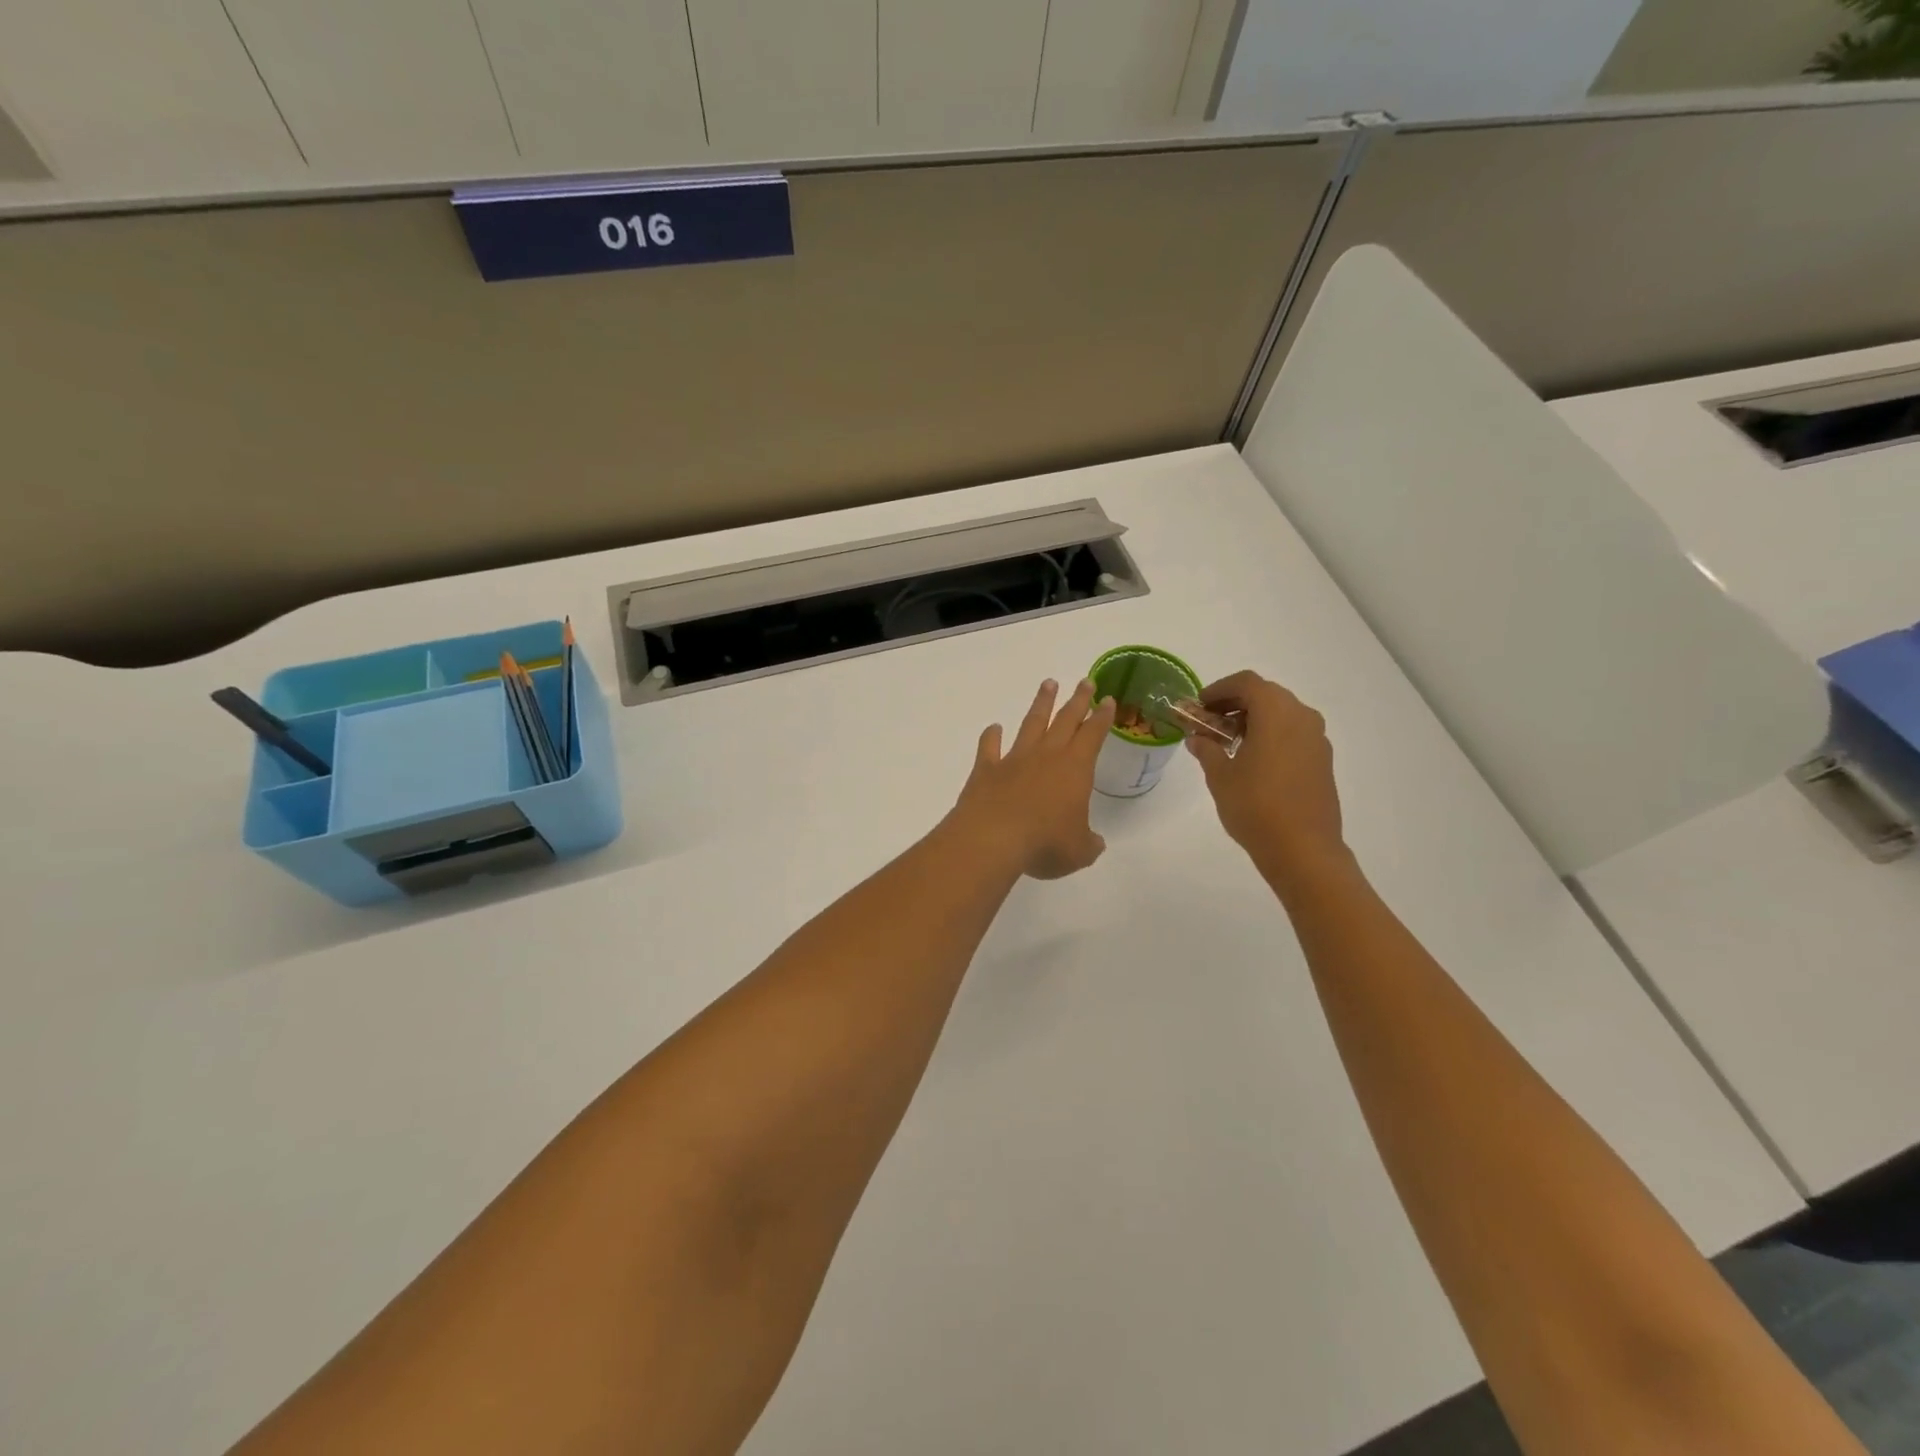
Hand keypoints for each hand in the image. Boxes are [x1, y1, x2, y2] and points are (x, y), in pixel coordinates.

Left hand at [947, 678, 1114, 880]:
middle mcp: (1046, 756)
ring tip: (1048, 685)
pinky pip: (989, 747)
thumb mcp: (1078, 851)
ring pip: (1031, 724)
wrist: (993, 838)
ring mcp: (1014, 759)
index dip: (1102, 717)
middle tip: (1085, 681)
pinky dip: (991, 736)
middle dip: (1077, 700)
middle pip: (1065, 720)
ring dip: (1040, 704)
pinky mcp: (986, 769)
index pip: (1093, 735)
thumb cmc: (1044, 843)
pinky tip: (994, 728)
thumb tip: (1093, 843)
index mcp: (1075, 768)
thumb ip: (1088, 844)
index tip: (1108, 699)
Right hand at [1187, 671, 1346, 880]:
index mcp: (1276, 712)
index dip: (1219, 689)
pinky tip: (1253, 760)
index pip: (1246, 682)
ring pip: (1282, 714)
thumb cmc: (1256, 806)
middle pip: (1266, 694)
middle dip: (1235, 703)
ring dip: (1254, 719)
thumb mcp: (1220, 776)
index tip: (1199, 706)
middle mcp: (1302, 717)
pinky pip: (1294, 733)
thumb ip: (1207, 750)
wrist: (1303, 849)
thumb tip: (1198, 738)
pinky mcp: (1323, 760)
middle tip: (1210, 722)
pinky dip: (1271, 735)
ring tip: (1229, 743)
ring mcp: (1317, 739)